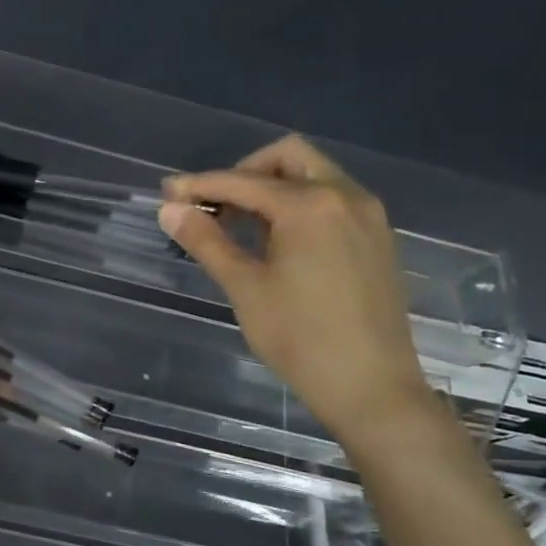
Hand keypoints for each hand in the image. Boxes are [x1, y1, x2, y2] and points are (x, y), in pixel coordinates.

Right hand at [157, 136, 433, 443]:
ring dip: (273, 189)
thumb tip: (169, 209)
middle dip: (244, 173)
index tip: (167, 194)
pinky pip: (333, 201)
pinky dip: (300, 206)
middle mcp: (345, 196)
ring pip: (314, 177)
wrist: (371, 387)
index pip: (243, 182)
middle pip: (288, 158)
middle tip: (214, 206)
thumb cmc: (300, 338)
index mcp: (310, 205)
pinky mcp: (378, 238)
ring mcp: (368, 216)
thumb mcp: (245, 288)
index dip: (200, 185)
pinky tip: (279, 244)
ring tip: (240, 228)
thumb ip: (207, 241)